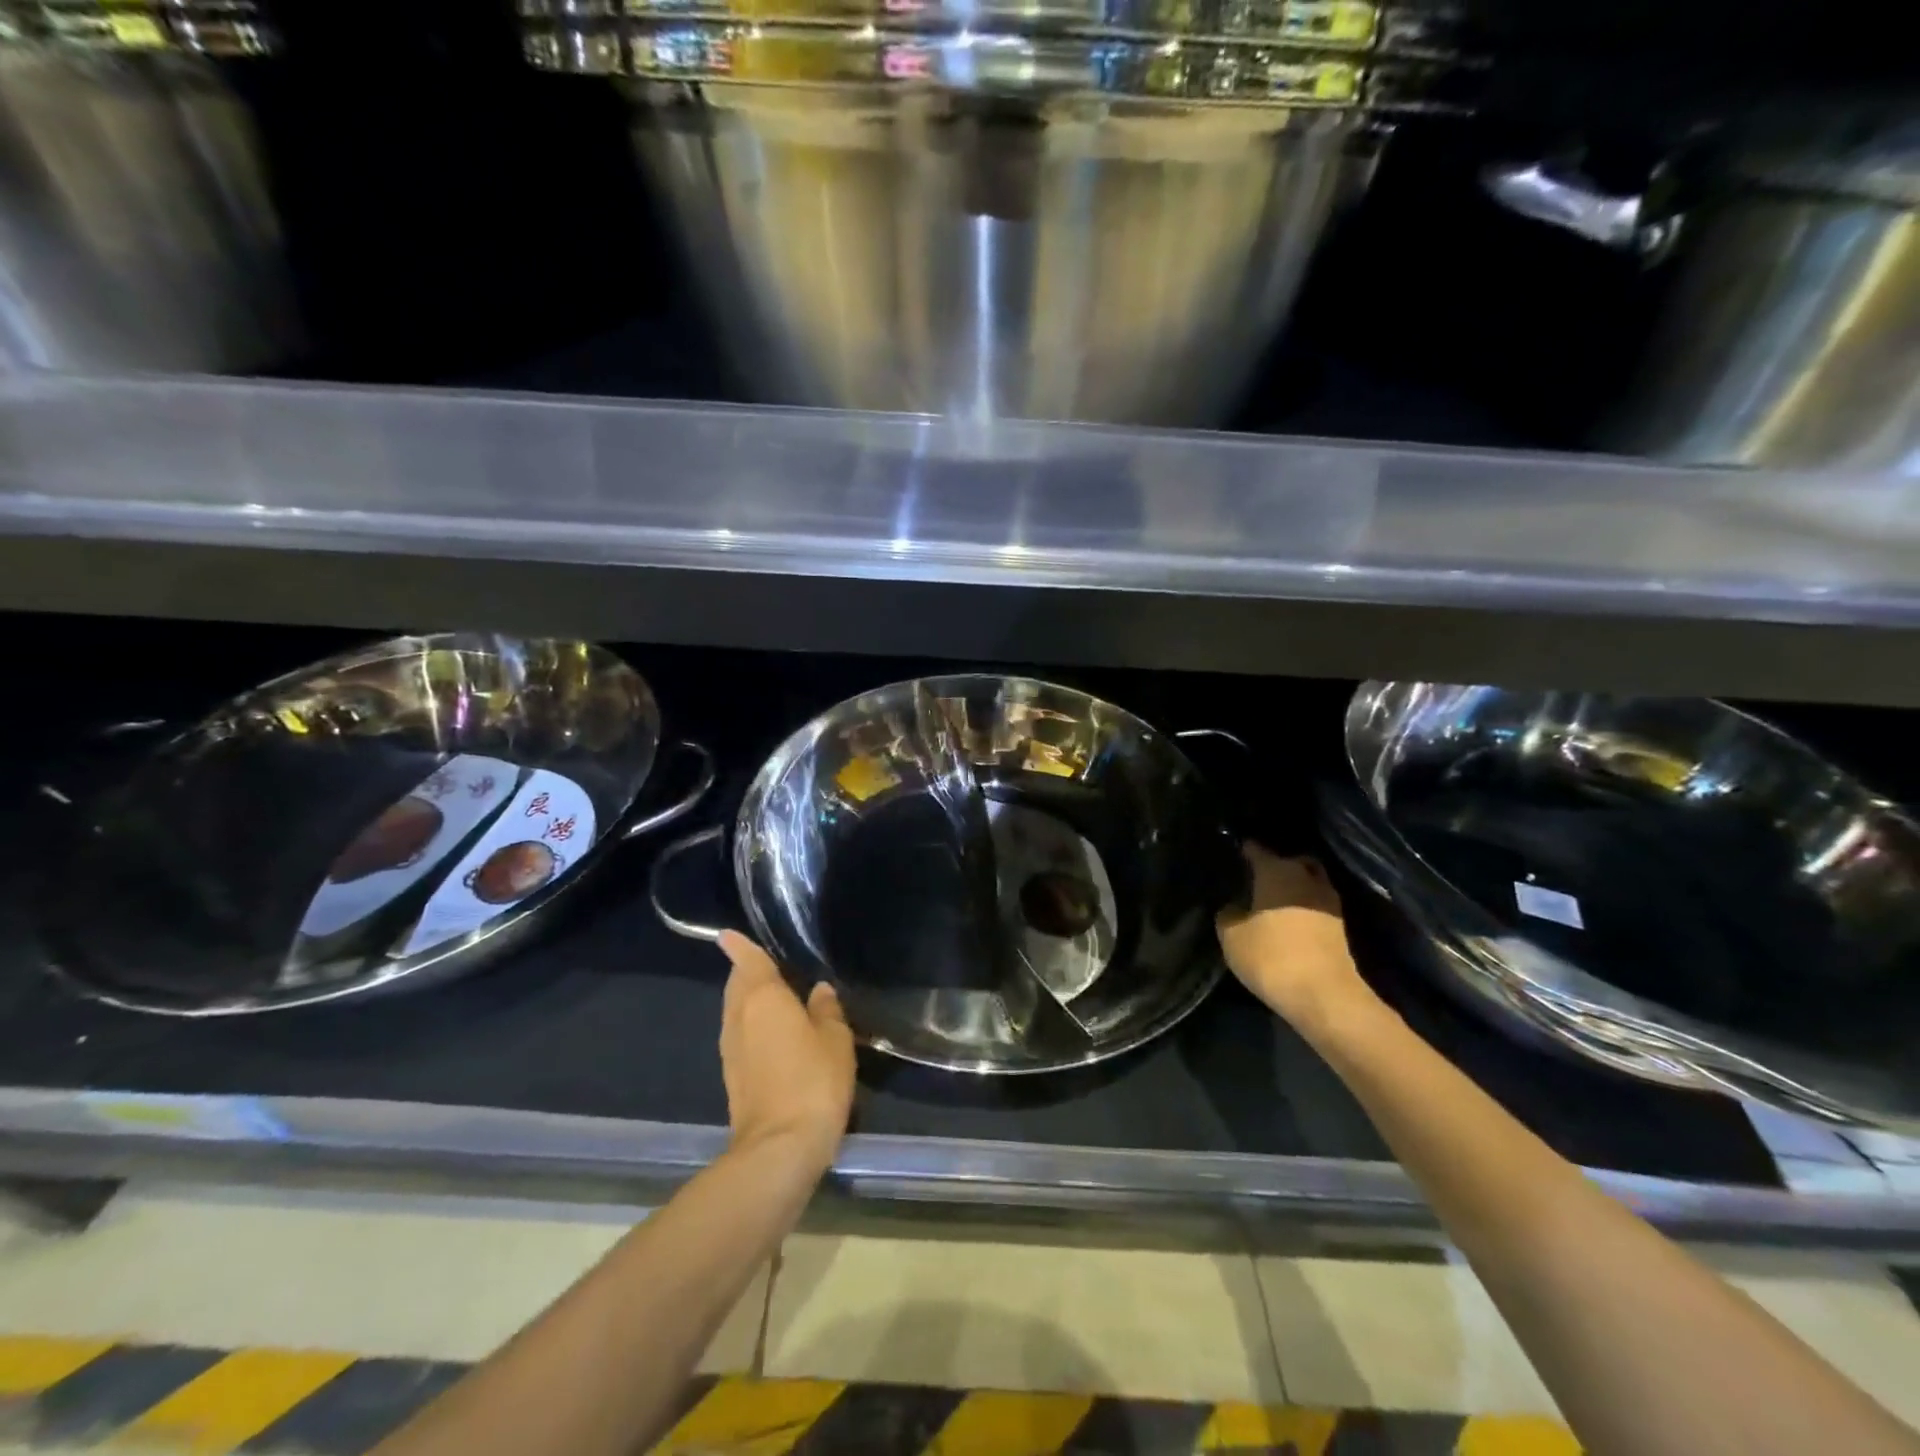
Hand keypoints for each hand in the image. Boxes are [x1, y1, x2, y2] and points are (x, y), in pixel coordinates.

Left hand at [717, 932, 855, 1171]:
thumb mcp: (835, 1039)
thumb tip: (818, 991)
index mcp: (762, 998)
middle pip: (737, 985)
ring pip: (735, 1011)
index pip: (748, 961)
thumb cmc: (812, 1081)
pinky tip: (773, 1033)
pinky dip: (752, 1025)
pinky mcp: (732, 1076)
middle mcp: (739, 1017)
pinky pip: (740, 1035)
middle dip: (747, 972)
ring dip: (749, 1000)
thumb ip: (826, 1009)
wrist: (779, 1149)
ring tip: (774, 995)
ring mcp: (731, 1049)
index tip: (727, 934)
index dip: (739, 946)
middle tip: (768, 964)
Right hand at [1215, 845, 1377, 1036]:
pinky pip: (1317, 905)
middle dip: (1276, 865)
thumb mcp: (1231, 936)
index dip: (1244, 850)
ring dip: (1294, 887)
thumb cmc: (1271, 957)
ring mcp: (1329, 902)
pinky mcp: (1340, 927)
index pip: (1257, 850)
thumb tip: (1234, 907)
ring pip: (1309, 882)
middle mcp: (1306, 878)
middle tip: (1256, 878)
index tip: (1234, 854)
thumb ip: (1228, 914)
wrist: (1324, 996)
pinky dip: (1304, 908)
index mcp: (1277, 871)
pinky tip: (1288, 920)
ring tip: (1272, 901)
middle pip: (1292, 861)